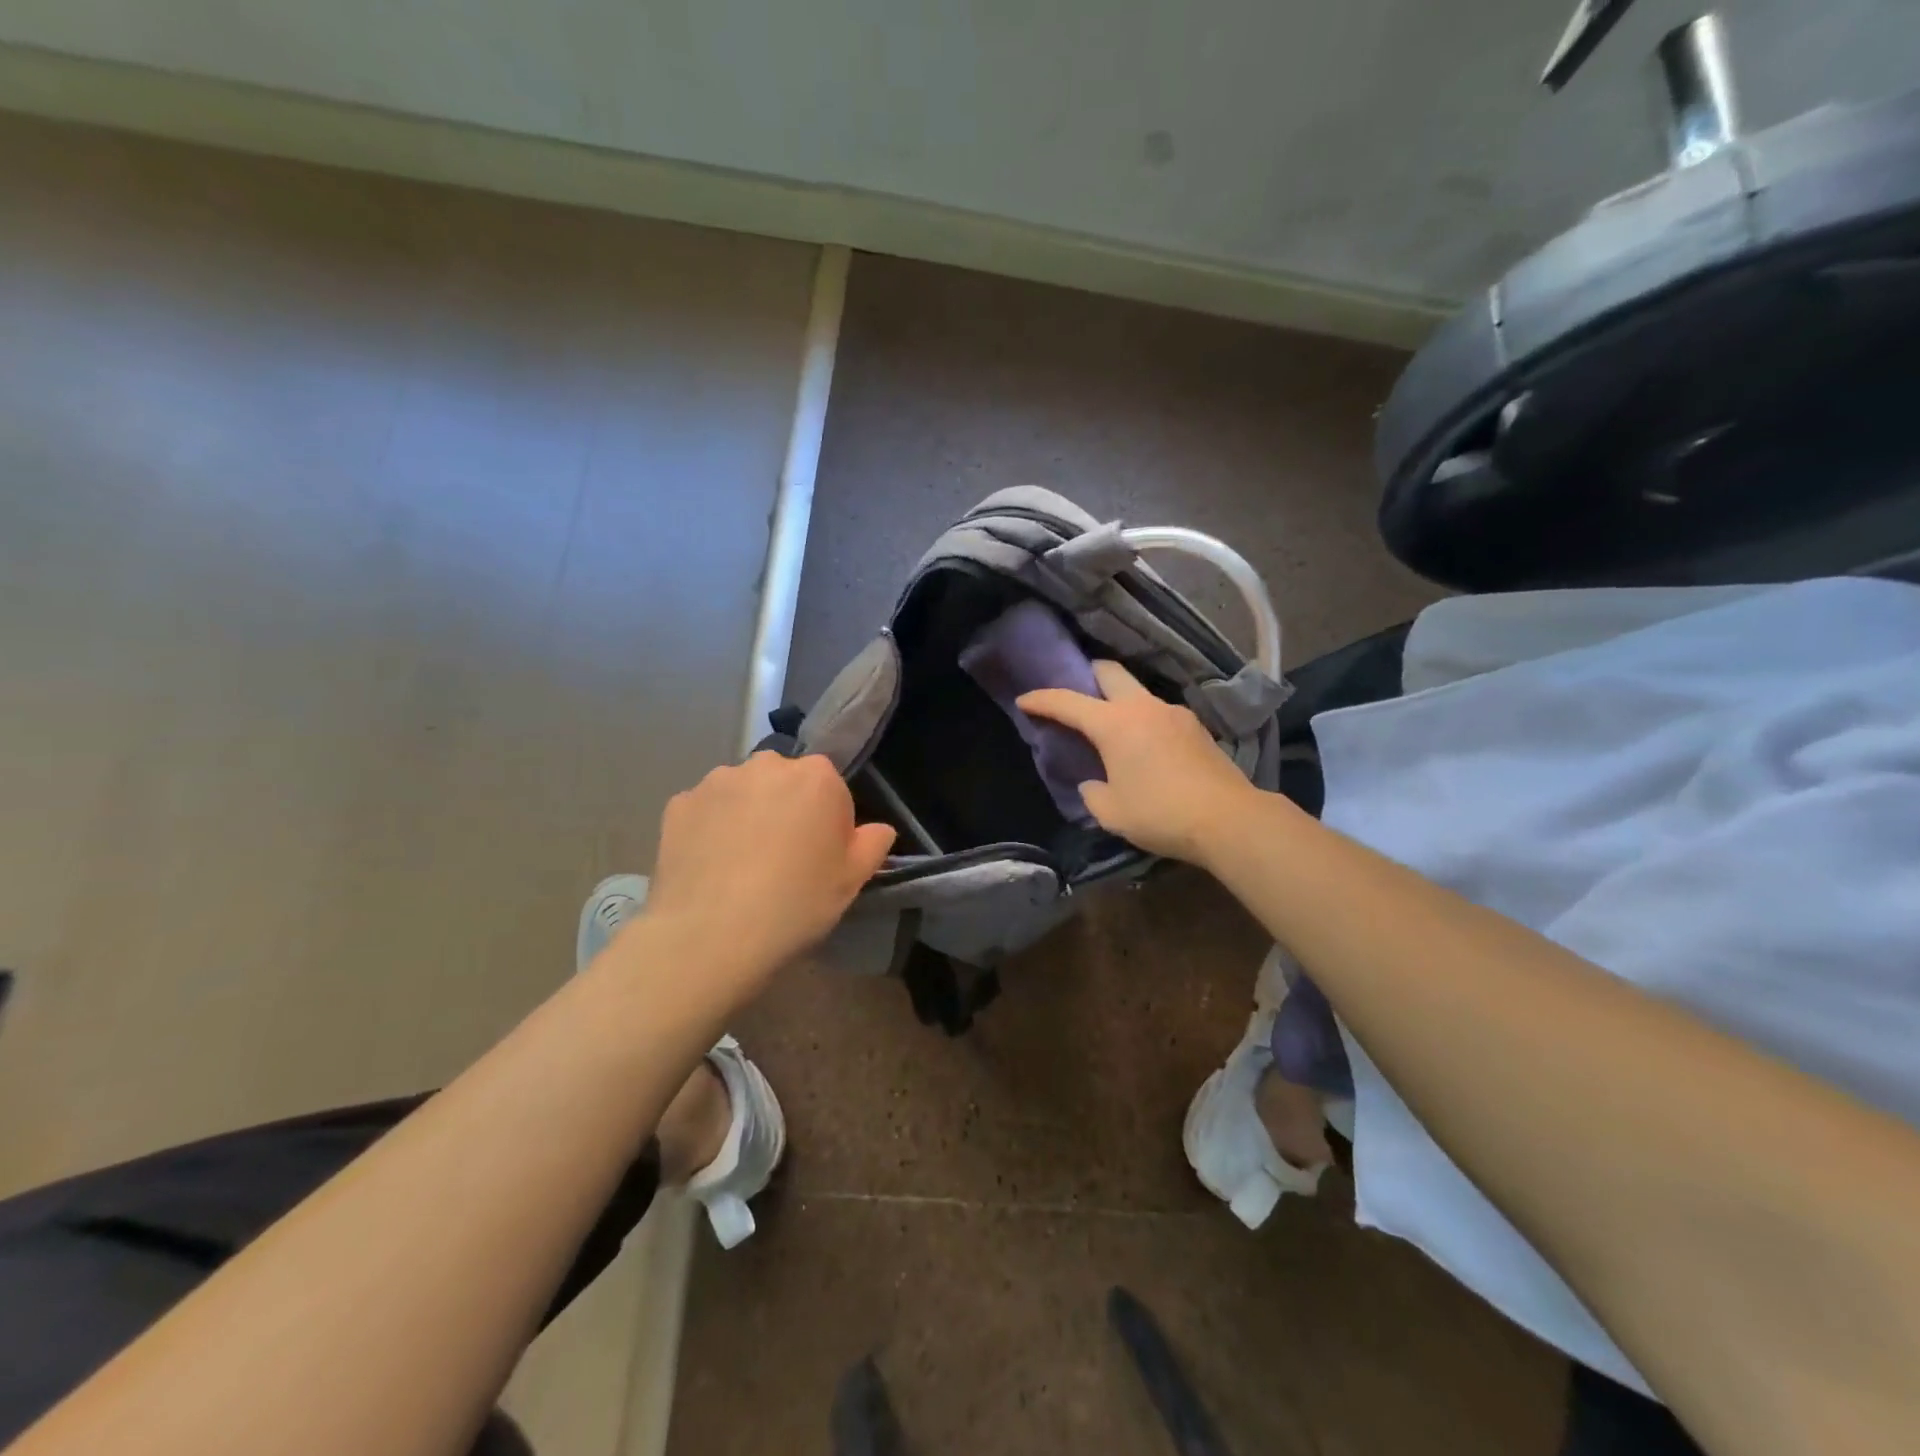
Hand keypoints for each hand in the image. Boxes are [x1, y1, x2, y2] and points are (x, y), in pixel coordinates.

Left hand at [645, 752, 895, 994]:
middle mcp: (767, 765)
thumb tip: (878, 830)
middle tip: (782, 858)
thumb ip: (873, 844)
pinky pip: (706, 810)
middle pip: (785, 782)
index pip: (832, 787)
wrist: (709, 934)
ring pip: (743, 792)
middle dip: (787, 809)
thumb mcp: (852, 881)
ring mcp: (717, 780)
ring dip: (747, 814)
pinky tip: (711, 866)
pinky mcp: (679, 803)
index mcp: (816, 776)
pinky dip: (710, 828)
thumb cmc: (795, 904)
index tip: (821, 855)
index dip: (829, 821)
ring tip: (741, 864)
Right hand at [1020, 660, 1253, 864]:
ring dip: (1119, 700)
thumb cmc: (1160, 813)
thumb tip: (1093, 782)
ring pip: (1138, 692)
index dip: (1041, 699)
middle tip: (1076, 693)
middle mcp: (1143, 707)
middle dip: (1087, 675)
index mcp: (1114, 724)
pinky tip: (1145, 747)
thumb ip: (1092, 793)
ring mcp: (1174, 713)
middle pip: (1110, 672)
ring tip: (1112, 728)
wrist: (1228, 819)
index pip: (1068, 702)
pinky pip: (1159, 713)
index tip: (1024, 700)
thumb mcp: (1111, 812)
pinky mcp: (1196, 728)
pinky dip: (1143, 720)